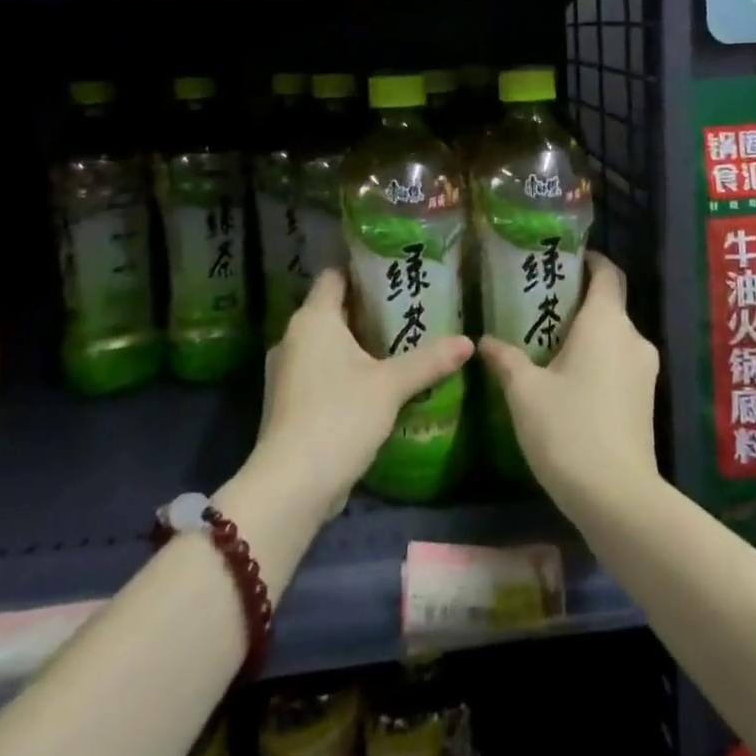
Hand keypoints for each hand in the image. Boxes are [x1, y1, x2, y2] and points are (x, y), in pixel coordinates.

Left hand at [250, 269, 473, 519]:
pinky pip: (319, 372)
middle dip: (367, 309)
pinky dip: (344, 371)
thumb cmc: (339, 417)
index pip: (335, 276)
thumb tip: (469, 341)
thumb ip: (429, 360)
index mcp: (313, 319)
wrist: (291, 485)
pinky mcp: (288, 403)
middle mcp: (293, 337)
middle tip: (407, 309)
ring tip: (397, 345)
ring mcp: (286, 372)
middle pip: (332, 309)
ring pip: (326, 344)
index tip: (394, 272)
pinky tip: (375, 384)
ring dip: (356, 343)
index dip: (362, 270)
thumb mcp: (391, 385)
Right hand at [478, 253, 660, 519]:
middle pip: (609, 304)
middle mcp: (632, 337)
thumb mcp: (525, 392)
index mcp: (606, 322)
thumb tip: (484, 340)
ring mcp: (645, 370)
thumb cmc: (569, 429)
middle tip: (539, 303)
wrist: (618, 498)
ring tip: (547, 341)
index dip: (589, 260)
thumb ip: (506, 359)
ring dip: (586, 333)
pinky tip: (567, 378)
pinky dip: (596, 358)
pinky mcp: (646, 399)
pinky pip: (619, 362)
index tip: (564, 258)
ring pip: (614, 336)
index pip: (607, 273)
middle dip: (578, 300)